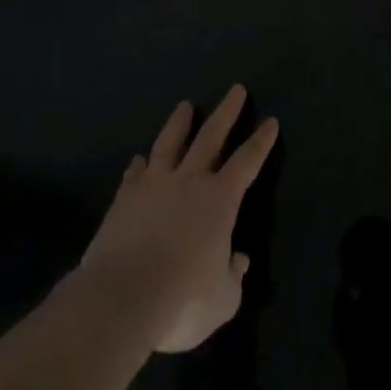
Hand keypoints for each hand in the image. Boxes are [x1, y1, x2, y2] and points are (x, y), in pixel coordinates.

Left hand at [81, 86, 278, 352]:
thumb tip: (238, 261)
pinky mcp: (123, 199)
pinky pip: (135, 173)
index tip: (270, 121)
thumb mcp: (222, 300)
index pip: (248, 161)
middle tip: (235, 89)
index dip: (261, 141)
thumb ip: (233, 277)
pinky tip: (139, 160)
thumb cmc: (181, 300)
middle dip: (226, 111)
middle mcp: (190, 181)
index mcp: (220, 199)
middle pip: (211, 136)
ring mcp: (153, 185)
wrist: (120, 299)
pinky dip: (139, 165)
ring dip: (180, 123)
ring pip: (170, 142)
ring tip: (185, 106)